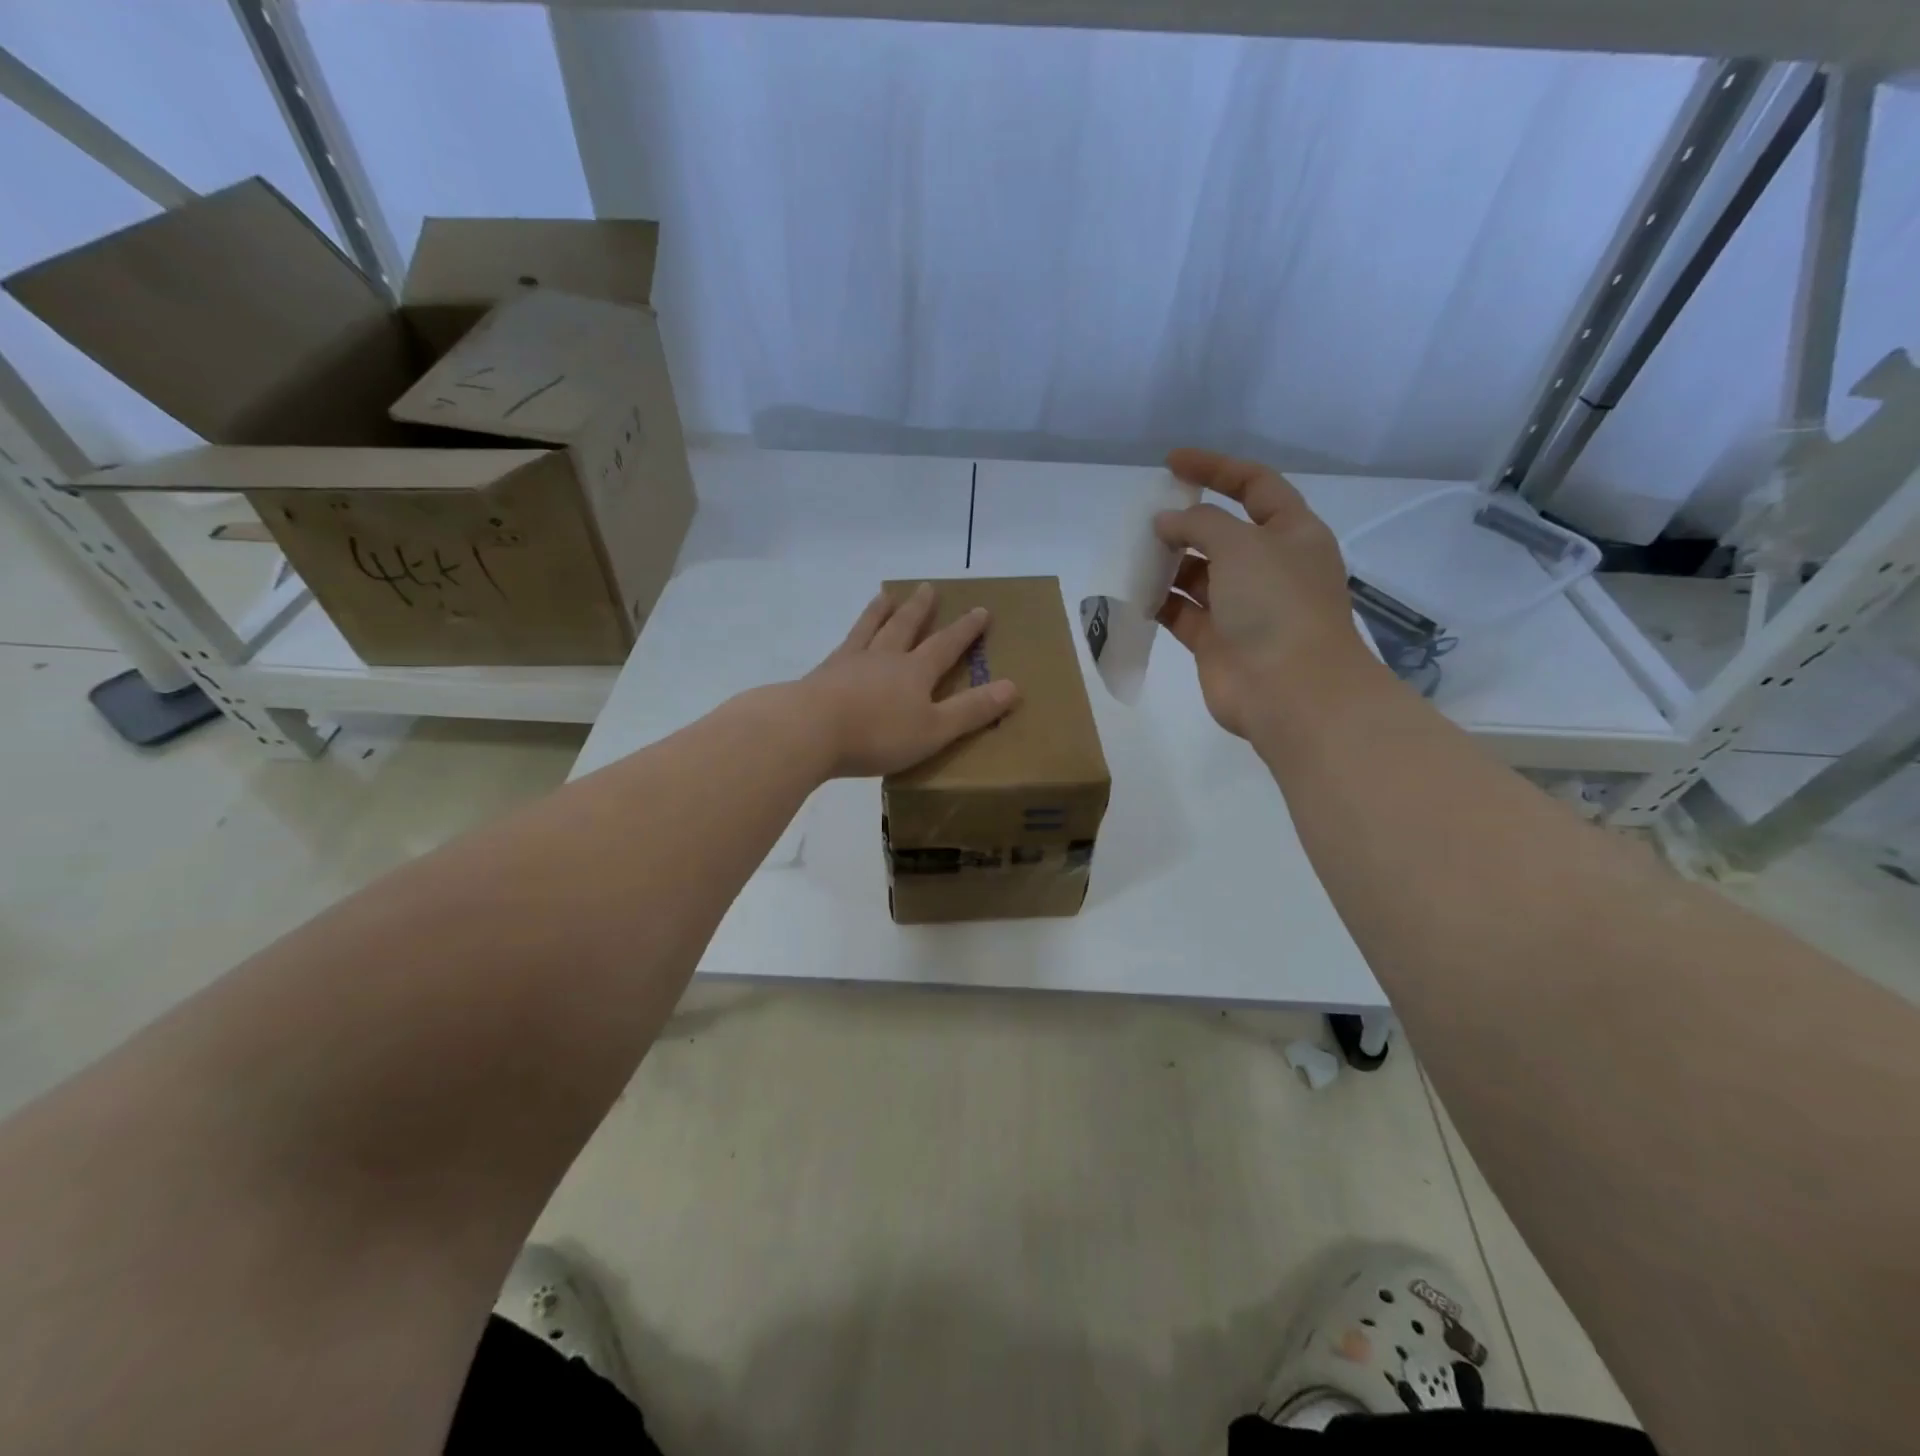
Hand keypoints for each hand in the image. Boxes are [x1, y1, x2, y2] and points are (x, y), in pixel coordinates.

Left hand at [793, 582, 1019, 777]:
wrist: (810, 730)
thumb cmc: (878, 734)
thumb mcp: (935, 729)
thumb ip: (971, 710)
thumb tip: (1013, 687)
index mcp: (915, 672)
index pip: (946, 645)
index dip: (965, 629)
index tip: (981, 610)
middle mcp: (885, 658)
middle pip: (906, 627)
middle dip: (920, 609)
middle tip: (927, 588)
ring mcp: (851, 662)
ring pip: (871, 628)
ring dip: (881, 611)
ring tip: (885, 594)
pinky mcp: (823, 674)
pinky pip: (843, 646)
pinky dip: (850, 635)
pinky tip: (846, 639)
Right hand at [1154, 449, 1374, 739]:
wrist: (1290, 691)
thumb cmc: (1276, 605)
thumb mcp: (1242, 545)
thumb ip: (1200, 524)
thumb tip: (1166, 524)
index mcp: (1291, 533)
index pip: (1255, 485)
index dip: (1216, 468)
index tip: (1172, 463)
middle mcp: (1268, 567)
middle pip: (1222, 532)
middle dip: (1185, 523)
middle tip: (1146, 519)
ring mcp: (1242, 606)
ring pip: (1198, 574)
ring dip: (1168, 563)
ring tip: (1135, 555)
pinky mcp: (1216, 640)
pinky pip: (1182, 612)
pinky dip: (1159, 601)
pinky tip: (1134, 593)